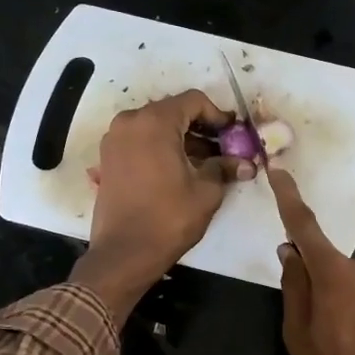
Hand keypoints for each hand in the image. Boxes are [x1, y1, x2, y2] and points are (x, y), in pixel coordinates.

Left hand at [72, 90, 252, 321]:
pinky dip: (161, 148)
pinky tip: (179, 170)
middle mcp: (130, 122)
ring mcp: (115, 140)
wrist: (124, 253)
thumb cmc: (168, 218)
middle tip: (224, 148)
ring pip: (155, 127)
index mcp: (155, 122)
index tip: (233, 134)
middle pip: (173, 111)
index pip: (193, 101)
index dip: (218, 115)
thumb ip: (225, 168)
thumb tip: (246, 164)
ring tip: (205, 163)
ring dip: (181, 138)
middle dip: (200, 127)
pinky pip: (140, 141)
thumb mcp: (206, 192)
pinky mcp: (108, 159)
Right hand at [268, 169, 354, 354]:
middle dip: (316, 285)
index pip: (305, 227)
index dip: (289, 199)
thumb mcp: (298, 338)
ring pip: (351, 282)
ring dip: (340, 302)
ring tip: (341, 347)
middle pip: (329, 264)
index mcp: (335, 273)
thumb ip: (294, 289)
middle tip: (312, 330)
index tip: (279, 171)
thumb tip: (290, 253)